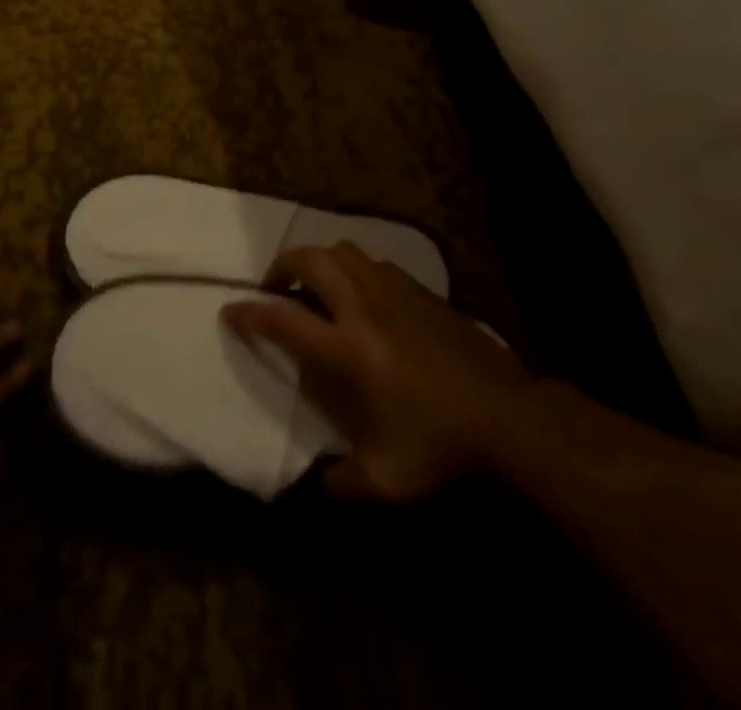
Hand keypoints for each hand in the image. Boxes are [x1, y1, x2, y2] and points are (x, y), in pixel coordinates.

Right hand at [221, 242, 533, 502]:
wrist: (512, 419)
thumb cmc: (441, 449)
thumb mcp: (385, 482)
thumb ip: (340, 484)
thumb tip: (313, 489)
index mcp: (346, 349)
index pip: (282, 319)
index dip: (248, 313)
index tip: (229, 311)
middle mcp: (363, 307)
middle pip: (310, 259)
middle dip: (282, 266)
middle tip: (276, 289)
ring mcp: (394, 292)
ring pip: (343, 251)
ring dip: (319, 262)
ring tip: (317, 288)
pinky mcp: (422, 291)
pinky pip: (375, 262)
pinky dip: (355, 269)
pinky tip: (364, 298)